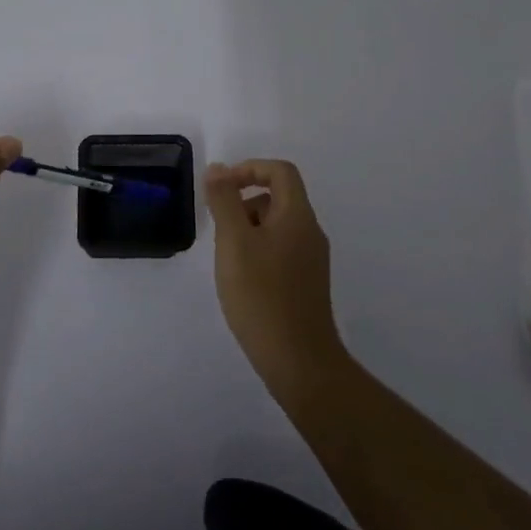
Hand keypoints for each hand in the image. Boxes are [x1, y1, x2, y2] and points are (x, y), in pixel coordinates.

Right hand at [204, 159, 346, 390]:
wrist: (298, 360)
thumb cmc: (261, 295)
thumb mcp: (234, 242)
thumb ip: (224, 201)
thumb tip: (218, 169)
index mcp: (298, 215)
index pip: (280, 171)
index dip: (249, 169)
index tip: (221, 187)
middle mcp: (310, 232)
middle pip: (278, 197)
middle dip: (244, 203)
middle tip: (220, 231)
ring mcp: (311, 259)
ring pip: (277, 226)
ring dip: (248, 229)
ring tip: (228, 260)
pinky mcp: (306, 283)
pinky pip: (280, 250)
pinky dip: (258, 251)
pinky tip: (242, 281)